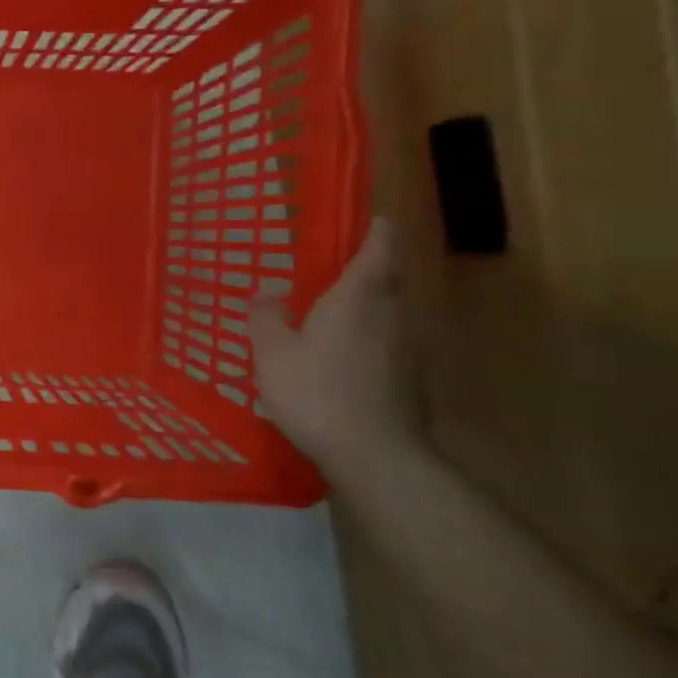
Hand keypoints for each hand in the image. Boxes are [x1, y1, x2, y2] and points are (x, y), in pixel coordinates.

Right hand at [248, 217, 422, 475]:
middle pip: (385, 277)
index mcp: (360, 295)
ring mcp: (408, 347)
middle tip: (320, 274)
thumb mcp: (272, 353)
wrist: (377, 456)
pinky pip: (386, 343)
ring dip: (361, 309)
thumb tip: (268, 291)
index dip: (372, 226)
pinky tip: (338, 363)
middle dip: (359, 270)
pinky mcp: (411, 378)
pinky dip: (365, 341)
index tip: (355, 220)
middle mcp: (392, 312)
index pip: (380, 243)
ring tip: (324, 319)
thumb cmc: (318, 393)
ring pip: (386, 312)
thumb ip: (266, 316)